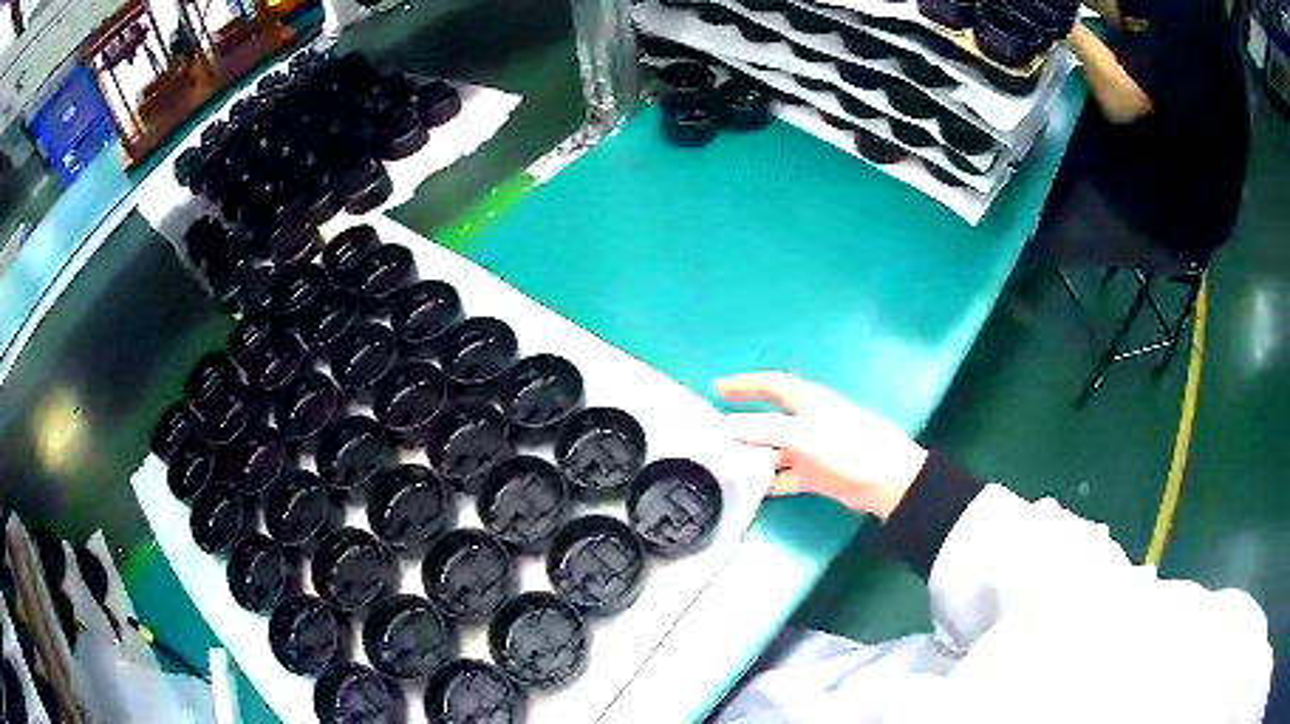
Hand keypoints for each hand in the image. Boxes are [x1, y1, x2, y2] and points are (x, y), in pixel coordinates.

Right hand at [715, 372, 928, 520]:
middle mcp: (807, 421)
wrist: (885, 480)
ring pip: (774, 449)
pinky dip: (770, 482)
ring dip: (754, 456)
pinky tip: (753, 491)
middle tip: (714, 435)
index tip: (717, 389)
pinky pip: (785, 475)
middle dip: (743, 425)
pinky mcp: (816, 473)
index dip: (744, 384)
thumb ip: (763, 430)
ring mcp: (812, 448)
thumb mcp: (800, 435)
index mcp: (806, 401)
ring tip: (725, 466)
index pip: (770, 385)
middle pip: (768, 418)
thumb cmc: (846, 447)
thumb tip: (728, 426)